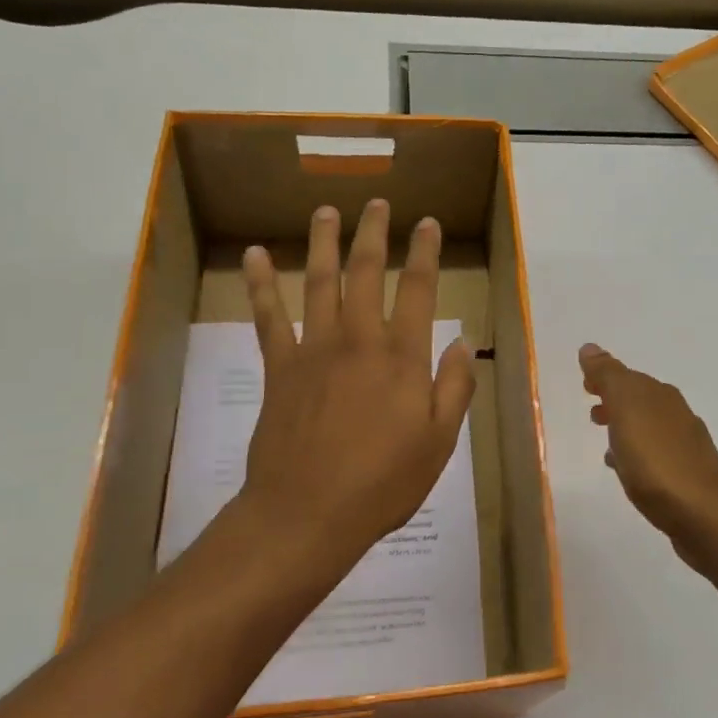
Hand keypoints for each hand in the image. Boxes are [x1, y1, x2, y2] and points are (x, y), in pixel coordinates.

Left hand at [232, 199, 475, 601]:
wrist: (308, 513)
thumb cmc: (383, 483)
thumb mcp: (439, 442)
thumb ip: (454, 388)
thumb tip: (463, 342)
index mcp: (401, 358)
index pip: (417, 290)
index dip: (424, 253)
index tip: (427, 224)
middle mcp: (358, 340)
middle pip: (365, 272)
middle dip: (373, 233)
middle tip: (377, 204)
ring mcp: (314, 350)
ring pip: (319, 282)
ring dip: (323, 243)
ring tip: (326, 211)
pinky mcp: (279, 368)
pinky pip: (268, 317)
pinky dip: (259, 284)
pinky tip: (254, 256)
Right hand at [579, 343, 717, 569]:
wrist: (702, 513)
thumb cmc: (656, 458)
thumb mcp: (626, 408)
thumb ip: (608, 377)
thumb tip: (590, 347)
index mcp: (660, 395)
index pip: (628, 377)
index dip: (605, 377)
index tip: (585, 384)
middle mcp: (675, 414)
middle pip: (639, 400)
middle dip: (615, 401)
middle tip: (592, 411)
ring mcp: (683, 446)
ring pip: (646, 428)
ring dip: (625, 429)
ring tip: (604, 441)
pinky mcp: (684, 476)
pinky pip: (653, 456)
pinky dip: (635, 455)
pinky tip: (625, 469)